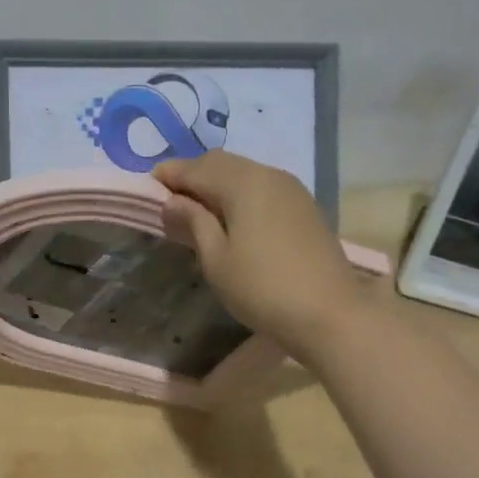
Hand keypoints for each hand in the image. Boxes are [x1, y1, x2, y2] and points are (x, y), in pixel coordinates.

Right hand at [154, 150, 365, 360]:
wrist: (331, 314)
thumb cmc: (262, 288)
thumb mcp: (216, 258)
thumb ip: (193, 222)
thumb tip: (172, 201)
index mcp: (243, 182)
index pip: (195, 168)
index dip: (169, 175)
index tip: (147, 188)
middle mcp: (268, 174)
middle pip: (220, 163)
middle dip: (192, 176)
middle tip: (171, 203)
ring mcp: (291, 189)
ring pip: (243, 173)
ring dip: (217, 185)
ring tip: (198, 213)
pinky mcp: (304, 207)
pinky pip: (262, 187)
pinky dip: (239, 194)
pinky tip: (232, 220)